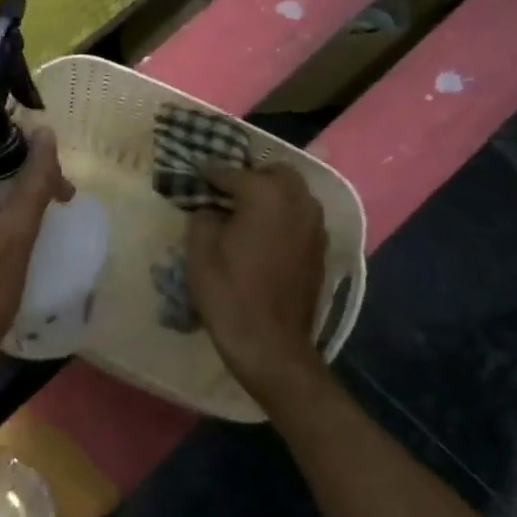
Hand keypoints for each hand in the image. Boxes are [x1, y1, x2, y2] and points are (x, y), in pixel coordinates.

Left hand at [0, 128, 73, 384]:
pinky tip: (30, 210)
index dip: (2, 115)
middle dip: (17, 151)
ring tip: (55, 192)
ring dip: (13, 175)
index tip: (39, 120)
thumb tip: (46, 134)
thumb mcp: (16, 231)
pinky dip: (0, 195)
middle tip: (56, 170)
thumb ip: (34, 179)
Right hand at [187, 163, 326, 395]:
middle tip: (225, 190)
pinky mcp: (320, 249)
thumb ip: (204, 216)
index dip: (210, 172)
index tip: (195, 173)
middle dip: (250, 175)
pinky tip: (262, 232)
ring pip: (294, 193)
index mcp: (266, 196)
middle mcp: (298, 203)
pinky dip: (283, 214)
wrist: (270, 344)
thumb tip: (212, 209)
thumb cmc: (228, 293)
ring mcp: (315, 226)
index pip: (233, 172)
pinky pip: (301, 216)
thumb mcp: (199, 250)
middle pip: (276, 172)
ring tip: (244, 209)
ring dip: (270, 193)